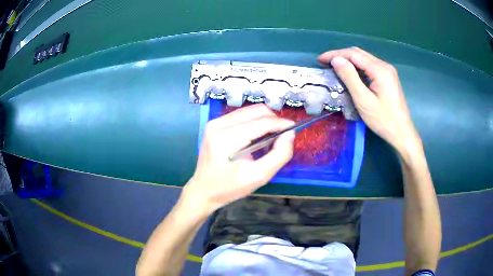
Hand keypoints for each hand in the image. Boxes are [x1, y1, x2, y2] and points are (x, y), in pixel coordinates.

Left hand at [181, 104, 294, 214]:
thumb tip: (289, 134)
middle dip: (274, 120)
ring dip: (264, 121)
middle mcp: (219, 124)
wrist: (203, 190)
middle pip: (256, 110)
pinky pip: (241, 115)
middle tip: (282, 137)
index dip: (281, 123)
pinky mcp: (214, 124)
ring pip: (249, 110)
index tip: (294, 129)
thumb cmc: (230, 187)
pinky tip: (256, 138)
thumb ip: (279, 155)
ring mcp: (215, 122)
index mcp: (227, 138)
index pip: (262, 122)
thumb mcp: (259, 176)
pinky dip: (254, 122)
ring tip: (269, 139)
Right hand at [319, 47, 420, 152]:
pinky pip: (369, 65)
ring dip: (348, 60)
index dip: (335, 54)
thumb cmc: (383, 120)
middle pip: (359, 53)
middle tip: (325, 63)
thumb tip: (336, 60)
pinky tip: (350, 72)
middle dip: (340, 55)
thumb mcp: (364, 100)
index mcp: (380, 69)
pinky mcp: (388, 77)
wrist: (402, 132)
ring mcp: (387, 71)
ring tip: (334, 67)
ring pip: (364, 58)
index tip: (320, 60)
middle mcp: (384, 65)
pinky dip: (356, 66)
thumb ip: (350, 78)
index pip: (353, 54)